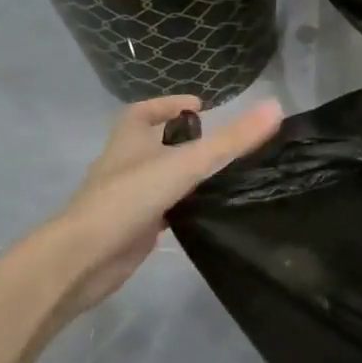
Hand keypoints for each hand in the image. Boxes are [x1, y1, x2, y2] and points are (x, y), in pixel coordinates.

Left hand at [41, 94, 281, 317]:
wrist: (86, 258)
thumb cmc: (130, 197)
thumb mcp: (187, 162)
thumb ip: (231, 140)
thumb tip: (276, 107)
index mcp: (128, 139)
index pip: (144, 111)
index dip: (168, 104)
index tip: (199, 106)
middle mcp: (125, 163)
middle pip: (152, 143)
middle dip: (180, 139)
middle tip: (218, 142)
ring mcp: (127, 197)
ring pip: (158, 177)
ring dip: (182, 173)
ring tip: (220, 173)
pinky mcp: (134, 226)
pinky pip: (161, 208)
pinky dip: (180, 205)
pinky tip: (205, 211)